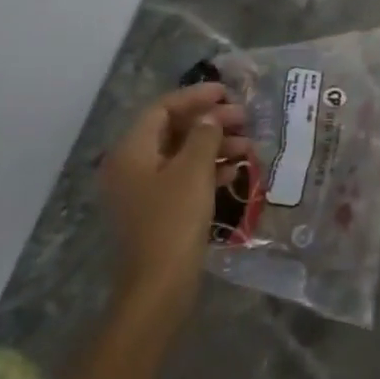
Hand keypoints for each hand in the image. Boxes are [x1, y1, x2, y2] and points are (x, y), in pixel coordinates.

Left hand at [96, 83, 251, 315]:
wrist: (159, 286)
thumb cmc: (174, 220)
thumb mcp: (193, 171)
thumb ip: (204, 135)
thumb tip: (210, 118)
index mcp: (131, 151)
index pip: (162, 108)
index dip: (195, 96)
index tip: (227, 92)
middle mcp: (131, 166)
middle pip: (172, 130)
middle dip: (209, 122)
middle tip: (244, 118)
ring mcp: (142, 191)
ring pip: (180, 155)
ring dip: (213, 146)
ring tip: (248, 146)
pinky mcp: (157, 212)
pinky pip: (182, 179)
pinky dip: (207, 171)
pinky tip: (234, 172)